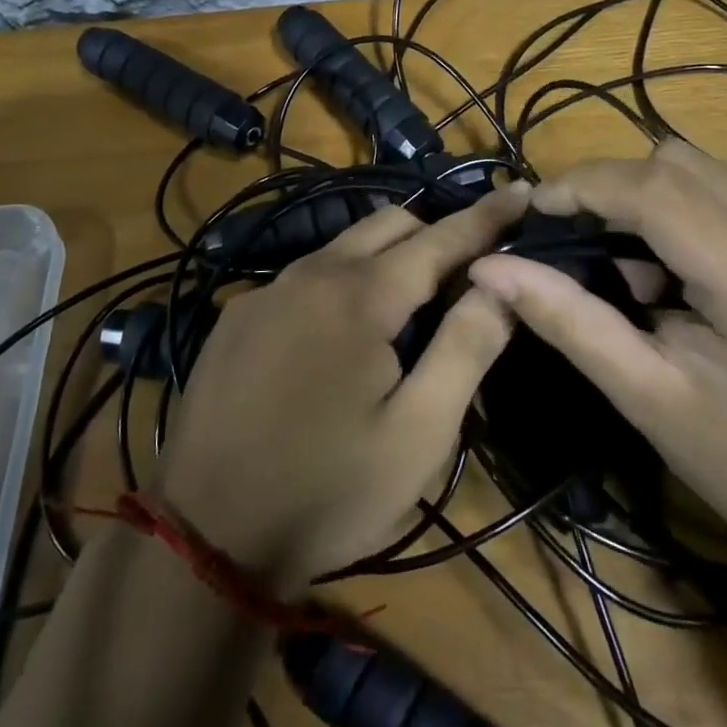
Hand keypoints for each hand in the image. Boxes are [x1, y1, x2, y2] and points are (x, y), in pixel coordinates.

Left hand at [156, 182, 529, 592]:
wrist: (205, 536)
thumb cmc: (328, 491)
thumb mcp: (418, 432)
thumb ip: (466, 347)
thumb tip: (502, 282)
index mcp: (361, 295)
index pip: (440, 238)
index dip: (486, 216)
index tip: (522, 190)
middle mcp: (310, 273)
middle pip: (390, 224)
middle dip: (436, 231)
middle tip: (470, 265)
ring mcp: (266, 291)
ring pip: (343, 245)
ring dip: (387, 254)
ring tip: (414, 293)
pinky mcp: (237, 316)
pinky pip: (305, 276)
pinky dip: (342, 280)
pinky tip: (343, 330)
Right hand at [467, 140, 726, 560]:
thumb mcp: (645, 398)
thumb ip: (566, 320)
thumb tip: (487, 267)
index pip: (663, 193)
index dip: (588, 185)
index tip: (538, 208)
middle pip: (682, 165)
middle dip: (612, 188)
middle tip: (577, 240)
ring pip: (707, 171)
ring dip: (649, 199)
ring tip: (633, 267)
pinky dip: (687, 214)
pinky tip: (681, 272)